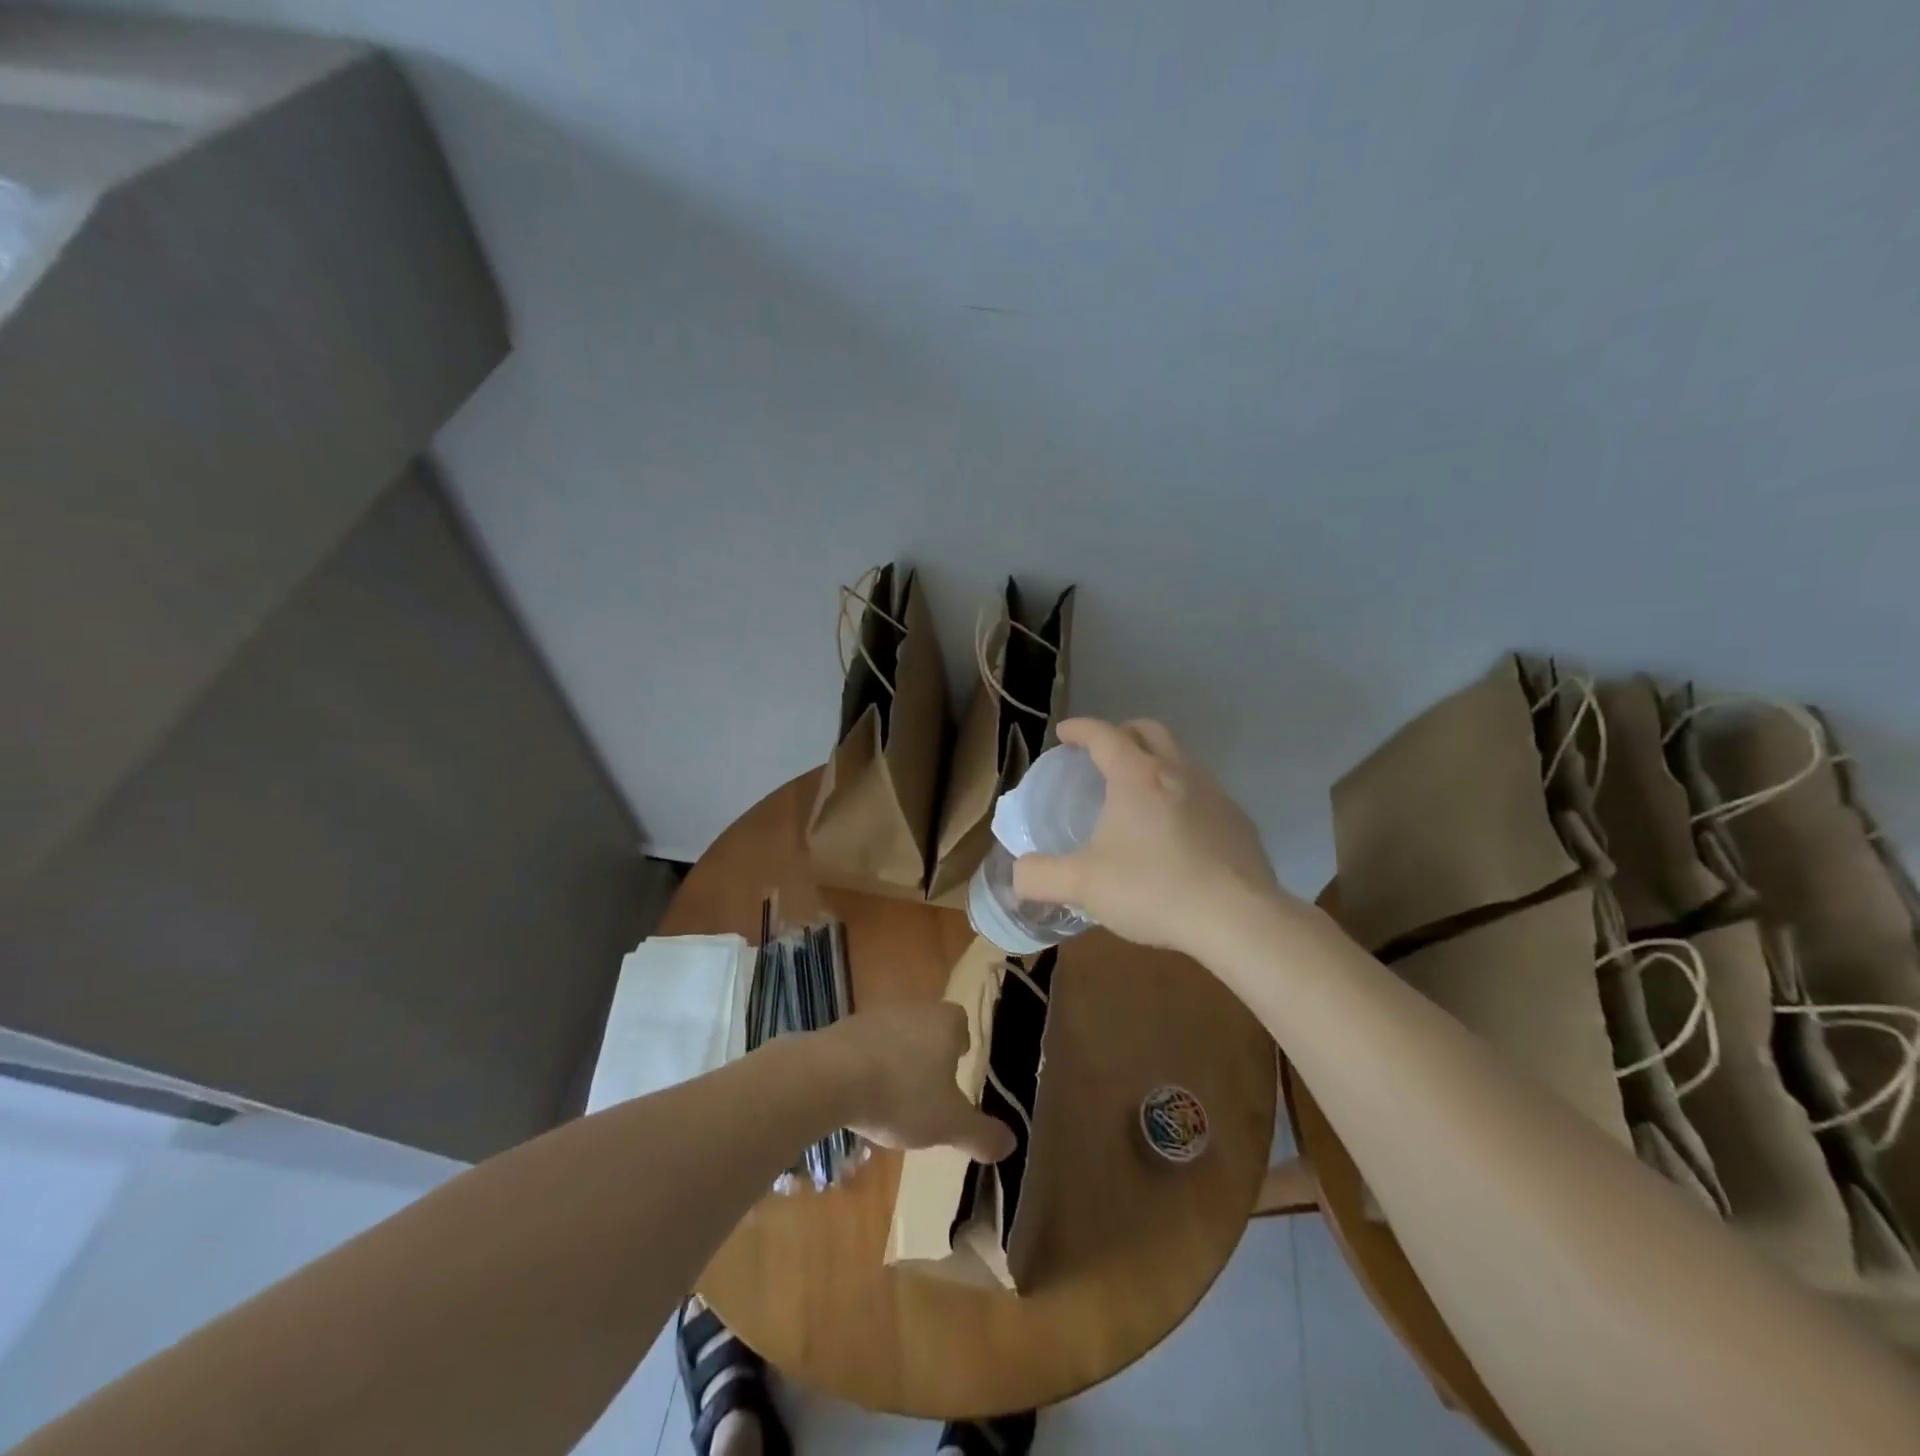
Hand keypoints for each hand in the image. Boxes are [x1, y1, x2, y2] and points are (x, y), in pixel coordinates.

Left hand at [816, 1003, 1015, 1163]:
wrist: (830, 1076)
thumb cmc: (902, 1095)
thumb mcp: (949, 1124)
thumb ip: (981, 1133)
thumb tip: (1011, 1143)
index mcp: (944, 1023)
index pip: (960, 1021)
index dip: (961, 1041)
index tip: (959, 1064)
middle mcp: (912, 1009)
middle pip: (927, 1026)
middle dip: (929, 1052)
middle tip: (930, 1086)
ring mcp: (874, 1016)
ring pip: (895, 1035)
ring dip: (897, 1059)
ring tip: (894, 1096)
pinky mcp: (842, 1030)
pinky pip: (864, 1046)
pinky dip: (867, 1066)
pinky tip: (861, 1095)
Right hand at [1012, 718, 1284, 956]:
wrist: (1237, 918)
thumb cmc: (1152, 889)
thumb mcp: (1082, 885)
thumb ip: (1041, 877)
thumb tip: (1018, 875)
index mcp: (1136, 776)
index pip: (1104, 734)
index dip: (1080, 729)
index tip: (1064, 733)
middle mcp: (1178, 772)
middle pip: (1149, 730)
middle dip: (1122, 733)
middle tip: (1102, 755)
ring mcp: (1215, 794)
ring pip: (1181, 760)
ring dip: (1156, 764)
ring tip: (1138, 797)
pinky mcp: (1239, 822)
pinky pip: (1204, 794)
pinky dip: (1182, 797)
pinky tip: (1176, 835)